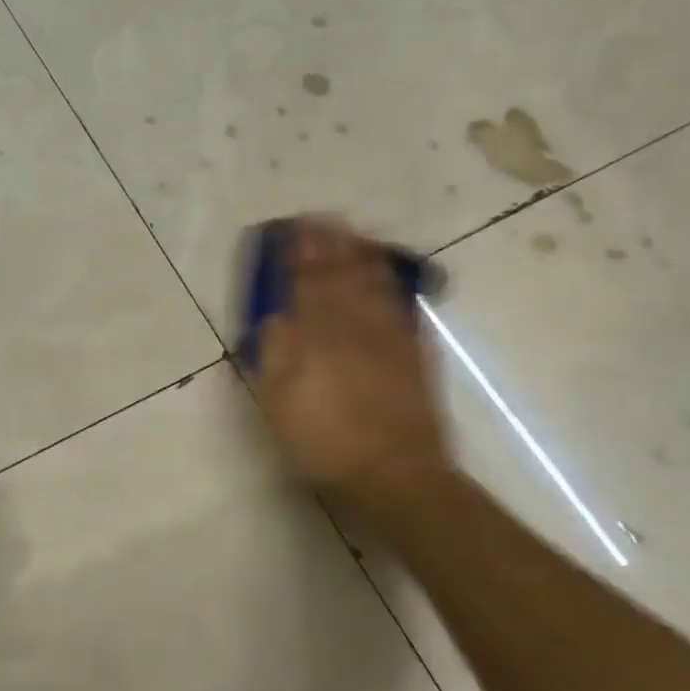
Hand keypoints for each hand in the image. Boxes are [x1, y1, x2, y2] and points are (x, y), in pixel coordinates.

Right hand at [251, 217, 454, 538]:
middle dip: (329, 244)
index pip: (305, 284)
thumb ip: (275, 354)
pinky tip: (386, 272)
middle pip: (339, 276)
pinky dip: (390, 283)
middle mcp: (352, 327)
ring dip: (360, 254)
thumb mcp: (279, 403)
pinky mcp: (414, 354)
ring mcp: (388, 338)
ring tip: (352, 233)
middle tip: (322, 217)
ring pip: (372, 284)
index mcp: (316, 337)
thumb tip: (276, 318)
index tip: (293, 228)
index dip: (299, 255)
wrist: (395, 473)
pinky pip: (400, 305)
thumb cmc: (325, 442)